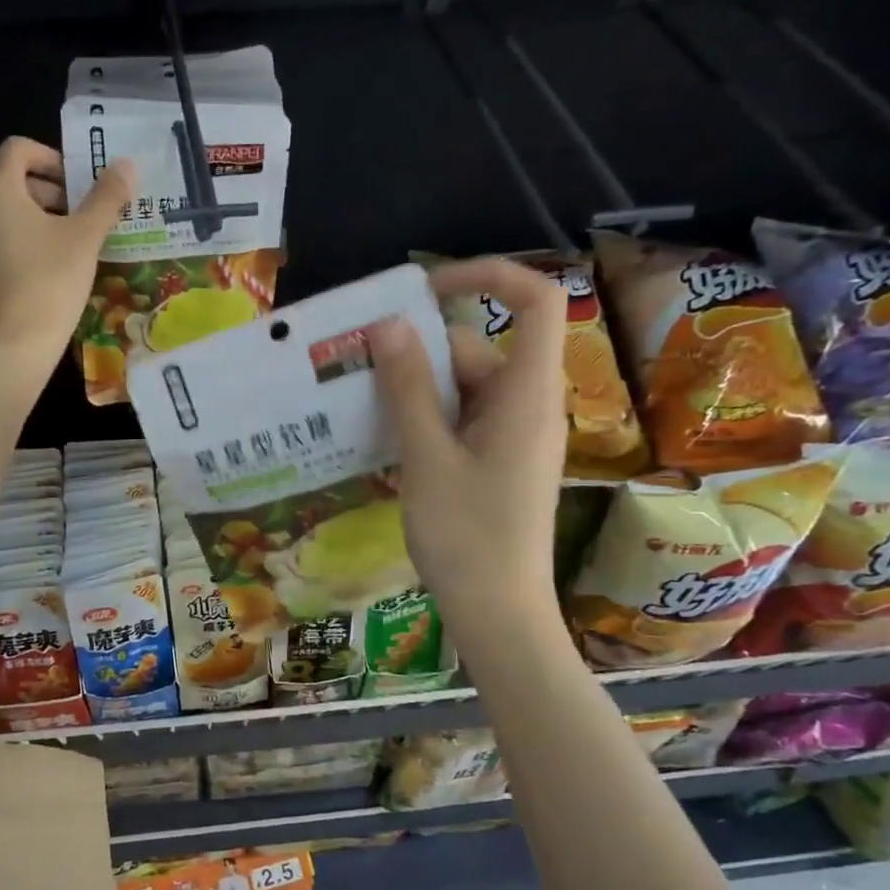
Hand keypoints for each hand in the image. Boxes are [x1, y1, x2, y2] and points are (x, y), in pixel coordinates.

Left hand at [0, 137, 134, 395]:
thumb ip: (106, 197)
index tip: (77, 186)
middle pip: (5, 184)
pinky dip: (5, 250)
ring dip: (24, 223)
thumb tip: (128, 165)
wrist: (12, 348)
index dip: (52, 159)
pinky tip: (30, 276)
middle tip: (74, 221)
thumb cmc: (51, 283)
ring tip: (55, 250)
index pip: (19, 150)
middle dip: (42, 195)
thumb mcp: (86, 238)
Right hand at [370, 258, 569, 634]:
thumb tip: (390, 324)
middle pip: (476, 349)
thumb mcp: (427, 457)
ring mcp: (513, 435)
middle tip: (355, 367)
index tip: (425, 289)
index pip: (534, 301)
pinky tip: (382, 439)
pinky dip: (424, 420)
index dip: (488, 275)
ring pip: (461, 387)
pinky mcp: (498, 461)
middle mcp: (527, 405)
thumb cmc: (467, 536)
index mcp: (526, 393)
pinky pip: (460, 419)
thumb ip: (407, 388)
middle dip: (418, 352)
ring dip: (413, 391)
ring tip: (356, 407)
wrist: (498, 614)